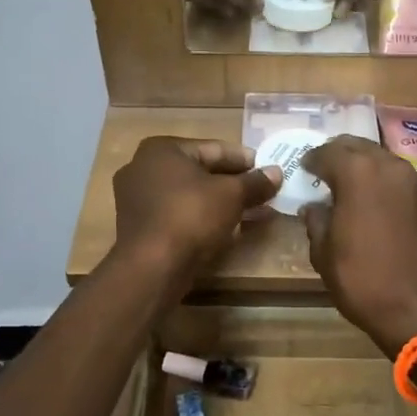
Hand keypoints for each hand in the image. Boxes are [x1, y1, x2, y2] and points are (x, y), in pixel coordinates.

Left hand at [113, 137, 281, 286]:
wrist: (151, 266)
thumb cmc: (190, 215)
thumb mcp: (231, 195)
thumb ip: (255, 182)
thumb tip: (277, 172)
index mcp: (162, 150)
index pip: (213, 149)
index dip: (245, 159)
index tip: (269, 169)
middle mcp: (144, 168)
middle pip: (202, 172)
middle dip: (236, 184)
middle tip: (266, 192)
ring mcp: (139, 200)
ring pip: (192, 196)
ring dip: (224, 203)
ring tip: (257, 211)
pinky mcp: (142, 227)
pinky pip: (181, 214)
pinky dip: (205, 218)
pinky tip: (231, 228)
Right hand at [300, 137, 416, 353]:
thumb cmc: (363, 280)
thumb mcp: (324, 253)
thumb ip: (316, 221)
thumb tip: (314, 208)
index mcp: (358, 172)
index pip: (327, 152)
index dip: (311, 160)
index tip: (302, 170)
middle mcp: (388, 166)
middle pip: (357, 146)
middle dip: (337, 155)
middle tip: (322, 172)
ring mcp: (413, 181)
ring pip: (380, 158)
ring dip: (361, 165)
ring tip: (345, 185)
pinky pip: (396, 177)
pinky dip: (379, 180)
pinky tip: (369, 200)